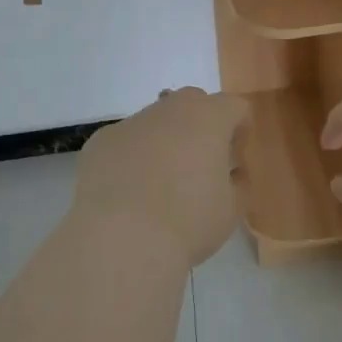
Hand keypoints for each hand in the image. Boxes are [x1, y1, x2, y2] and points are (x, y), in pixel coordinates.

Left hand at [75, 88, 249, 265]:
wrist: (120, 238)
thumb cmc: (187, 222)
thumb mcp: (230, 210)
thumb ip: (238, 184)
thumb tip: (231, 174)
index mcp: (209, 118)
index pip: (235, 106)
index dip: (240, 129)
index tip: (235, 158)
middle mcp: (171, 108)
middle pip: (193, 102)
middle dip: (201, 126)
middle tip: (200, 164)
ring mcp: (132, 122)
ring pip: (156, 121)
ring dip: (164, 141)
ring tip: (159, 184)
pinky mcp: (101, 141)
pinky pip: (125, 142)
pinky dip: (131, 158)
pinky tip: (127, 193)